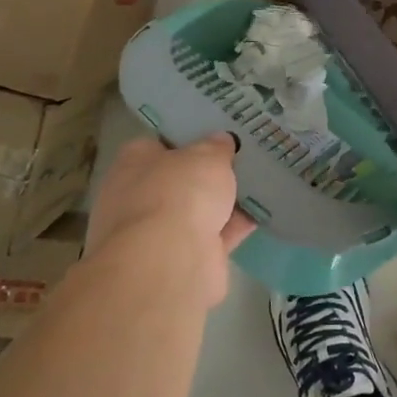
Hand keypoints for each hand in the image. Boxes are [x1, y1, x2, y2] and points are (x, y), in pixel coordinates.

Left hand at [88, 135, 252, 304]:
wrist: (169, 263)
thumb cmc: (179, 193)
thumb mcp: (206, 155)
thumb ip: (216, 147)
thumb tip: (221, 141)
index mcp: (133, 165)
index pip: (158, 144)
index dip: (187, 138)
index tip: (215, 133)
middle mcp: (138, 199)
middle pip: (179, 179)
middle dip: (207, 174)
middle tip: (242, 157)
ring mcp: (157, 234)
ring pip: (197, 210)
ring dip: (224, 202)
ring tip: (261, 181)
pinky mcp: (181, 261)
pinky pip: (214, 236)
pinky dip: (235, 226)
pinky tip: (264, 212)